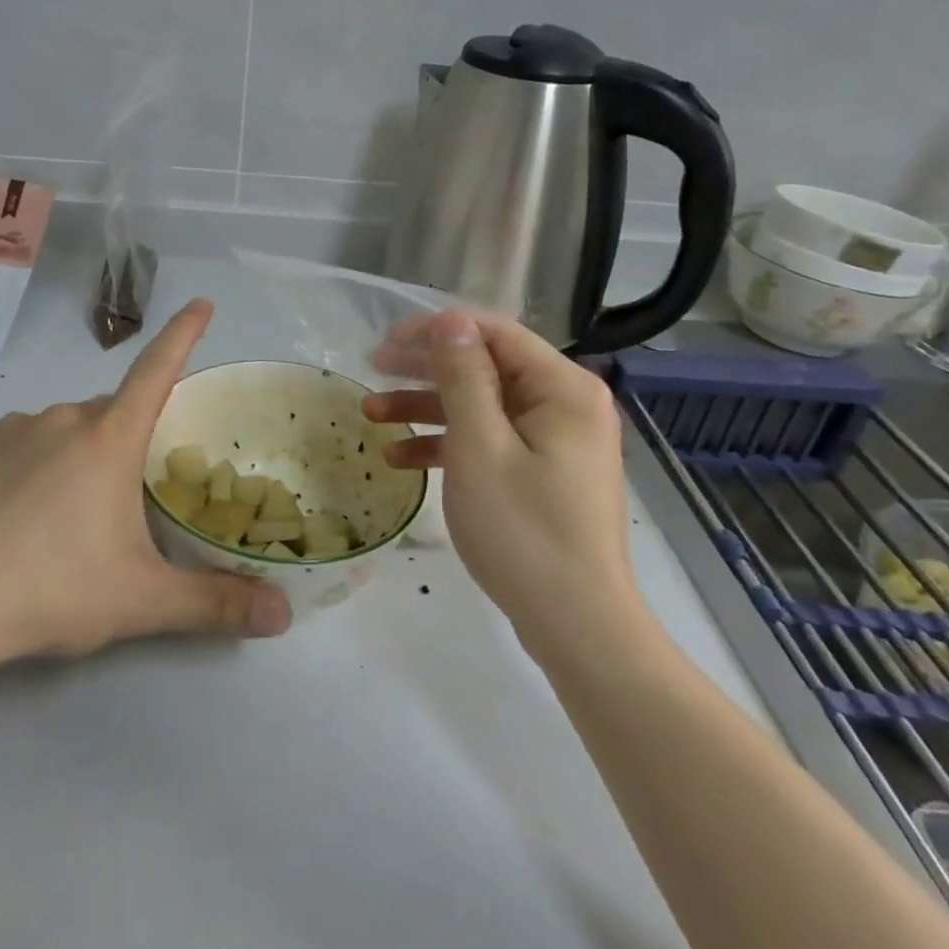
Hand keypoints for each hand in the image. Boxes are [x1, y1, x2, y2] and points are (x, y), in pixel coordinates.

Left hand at [0, 299, 290, 671]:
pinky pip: (6, 445)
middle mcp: (59, 419)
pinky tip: (1, 515)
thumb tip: (285, 616)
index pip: (157, 371)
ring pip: (55, 432)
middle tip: (113, 508)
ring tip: (51, 524)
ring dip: (67, 458)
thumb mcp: (139, 601)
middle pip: (106, 417)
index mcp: (108, 440)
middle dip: (119, 446)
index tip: (201, 302)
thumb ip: (214, 604)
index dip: (183, 335)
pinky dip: (18, 466)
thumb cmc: (49, 591)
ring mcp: (4, 429)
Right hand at [363, 312, 638, 653]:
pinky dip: (448, 444)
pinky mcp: (541, 472)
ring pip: (481, 405)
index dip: (437, 330)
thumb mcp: (480, 447)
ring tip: (371, 413)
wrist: (577, 627)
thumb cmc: (524, 531)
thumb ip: (463, 377)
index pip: (495, 332)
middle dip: (425, 367)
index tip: (386, 340)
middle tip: (373, 367)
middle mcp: (564, 404)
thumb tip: (450, 321)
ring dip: (426, 407)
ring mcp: (554, 441)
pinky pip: (490, 441)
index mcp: (562, 387)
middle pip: (485, 366)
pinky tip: (399, 457)